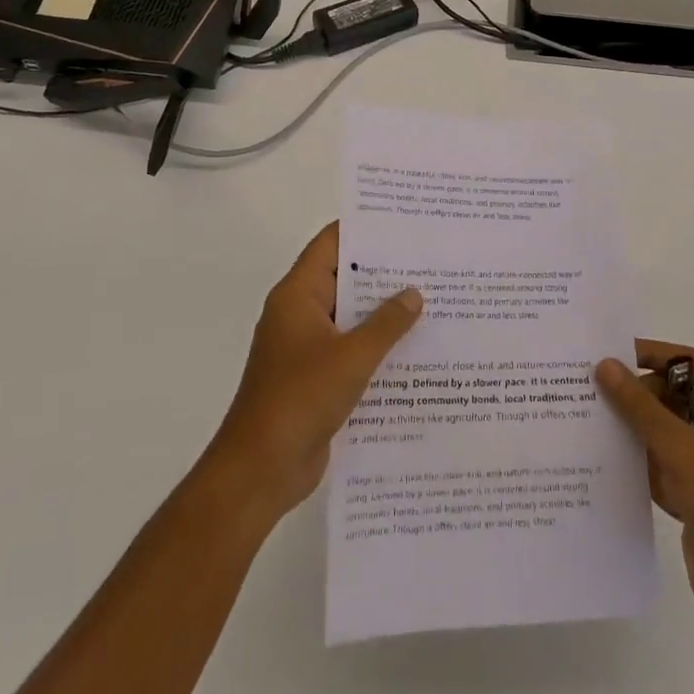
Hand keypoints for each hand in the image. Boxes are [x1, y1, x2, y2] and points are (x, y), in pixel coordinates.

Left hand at [207, 222, 422, 519]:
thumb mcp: (351, 357)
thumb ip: (386, 323)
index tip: (403, 223)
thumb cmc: (300, 399)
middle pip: (344, 279)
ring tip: (433, 302)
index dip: (364, 230)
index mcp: (297, 295)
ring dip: (384, 314)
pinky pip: (351, 351)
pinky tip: (415, 351)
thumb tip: (413, 293)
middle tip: (430, 262)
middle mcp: (300, 314)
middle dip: (384, 273)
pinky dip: (377, 347)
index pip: (331, 245)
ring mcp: (306, 347)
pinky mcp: (316, 378)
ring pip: (350, 318)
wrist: (260, 470)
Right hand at [595, 341, 693, 633]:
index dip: (657, 355)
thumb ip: (639, 404)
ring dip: (639, 428)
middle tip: (599, 386)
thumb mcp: (680, 446)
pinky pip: (668, 464)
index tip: (616, 352)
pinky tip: (609, 454)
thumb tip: (605, 365)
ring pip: (672, 432)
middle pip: (682, 398)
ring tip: (595, 414)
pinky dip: (644, 460)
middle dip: (643, 395)